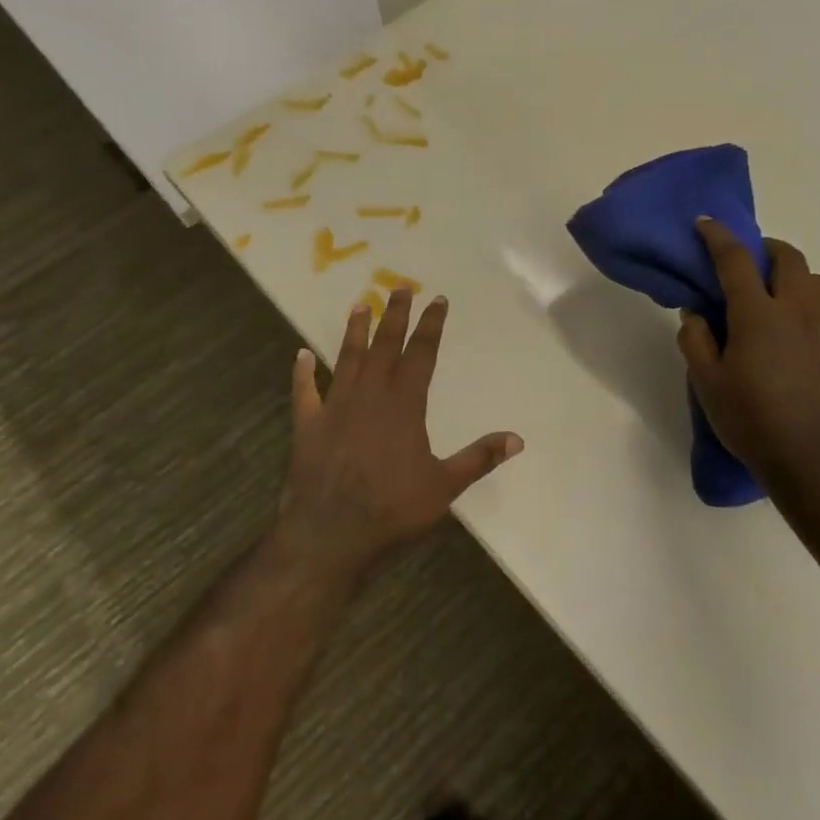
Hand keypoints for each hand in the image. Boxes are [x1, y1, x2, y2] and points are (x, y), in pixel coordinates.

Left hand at [279, 291, 522, 579]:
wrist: (332, 532)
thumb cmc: (392, 509)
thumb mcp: (444, 486)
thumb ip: (479, 458)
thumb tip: (518, 439)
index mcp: (404, 404)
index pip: (422, 353)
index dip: (431, 325)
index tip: (437, 299)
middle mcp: (370, 394)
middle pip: (384, 345)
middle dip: (394, 315)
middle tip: (399, 287)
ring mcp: (336, 406)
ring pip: (347, 358)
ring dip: (354, 331)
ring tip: (359, 305)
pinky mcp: (308, 424)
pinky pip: (305, 392)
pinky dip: (303, 373)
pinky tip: (301, 355)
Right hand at [679, 219, 819, 486]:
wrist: (813, 462)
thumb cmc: (751, 420)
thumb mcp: (707, 383)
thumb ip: (696, 341)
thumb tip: (696, 313)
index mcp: (758, 314)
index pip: (736, 260)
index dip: (718, 236)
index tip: (706, 223)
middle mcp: (798, 311)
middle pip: (789, 258)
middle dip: (766, 249)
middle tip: (748, 261)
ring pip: (817, 282)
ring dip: (795, 277)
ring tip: (777, 296)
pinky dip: (812, 312)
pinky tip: (800, 337)